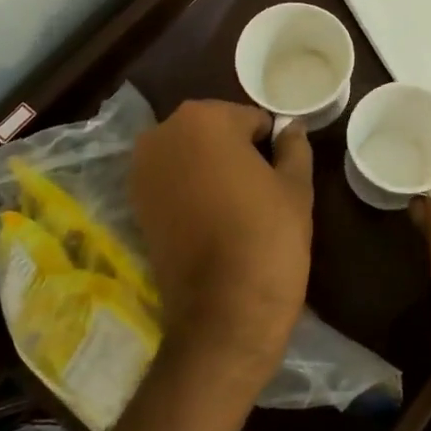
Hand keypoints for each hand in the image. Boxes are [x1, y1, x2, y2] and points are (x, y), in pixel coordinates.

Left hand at [130, 100, 312, 383]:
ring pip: (189, 156)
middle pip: (212, 132)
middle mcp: (162, 135)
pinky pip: (171, 183)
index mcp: (203, 119)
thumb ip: (293, 147)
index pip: (249, 119)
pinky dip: (189, 191)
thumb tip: (291, 127)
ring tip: (236, 206)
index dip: (269, 145)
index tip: (279, 173)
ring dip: (210, 170)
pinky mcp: (134, 207)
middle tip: (260, 189)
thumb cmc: (268, 237)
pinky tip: (212, 220)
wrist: (225, 311)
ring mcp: (141, 172)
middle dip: (235, 151)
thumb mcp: (295, 187)